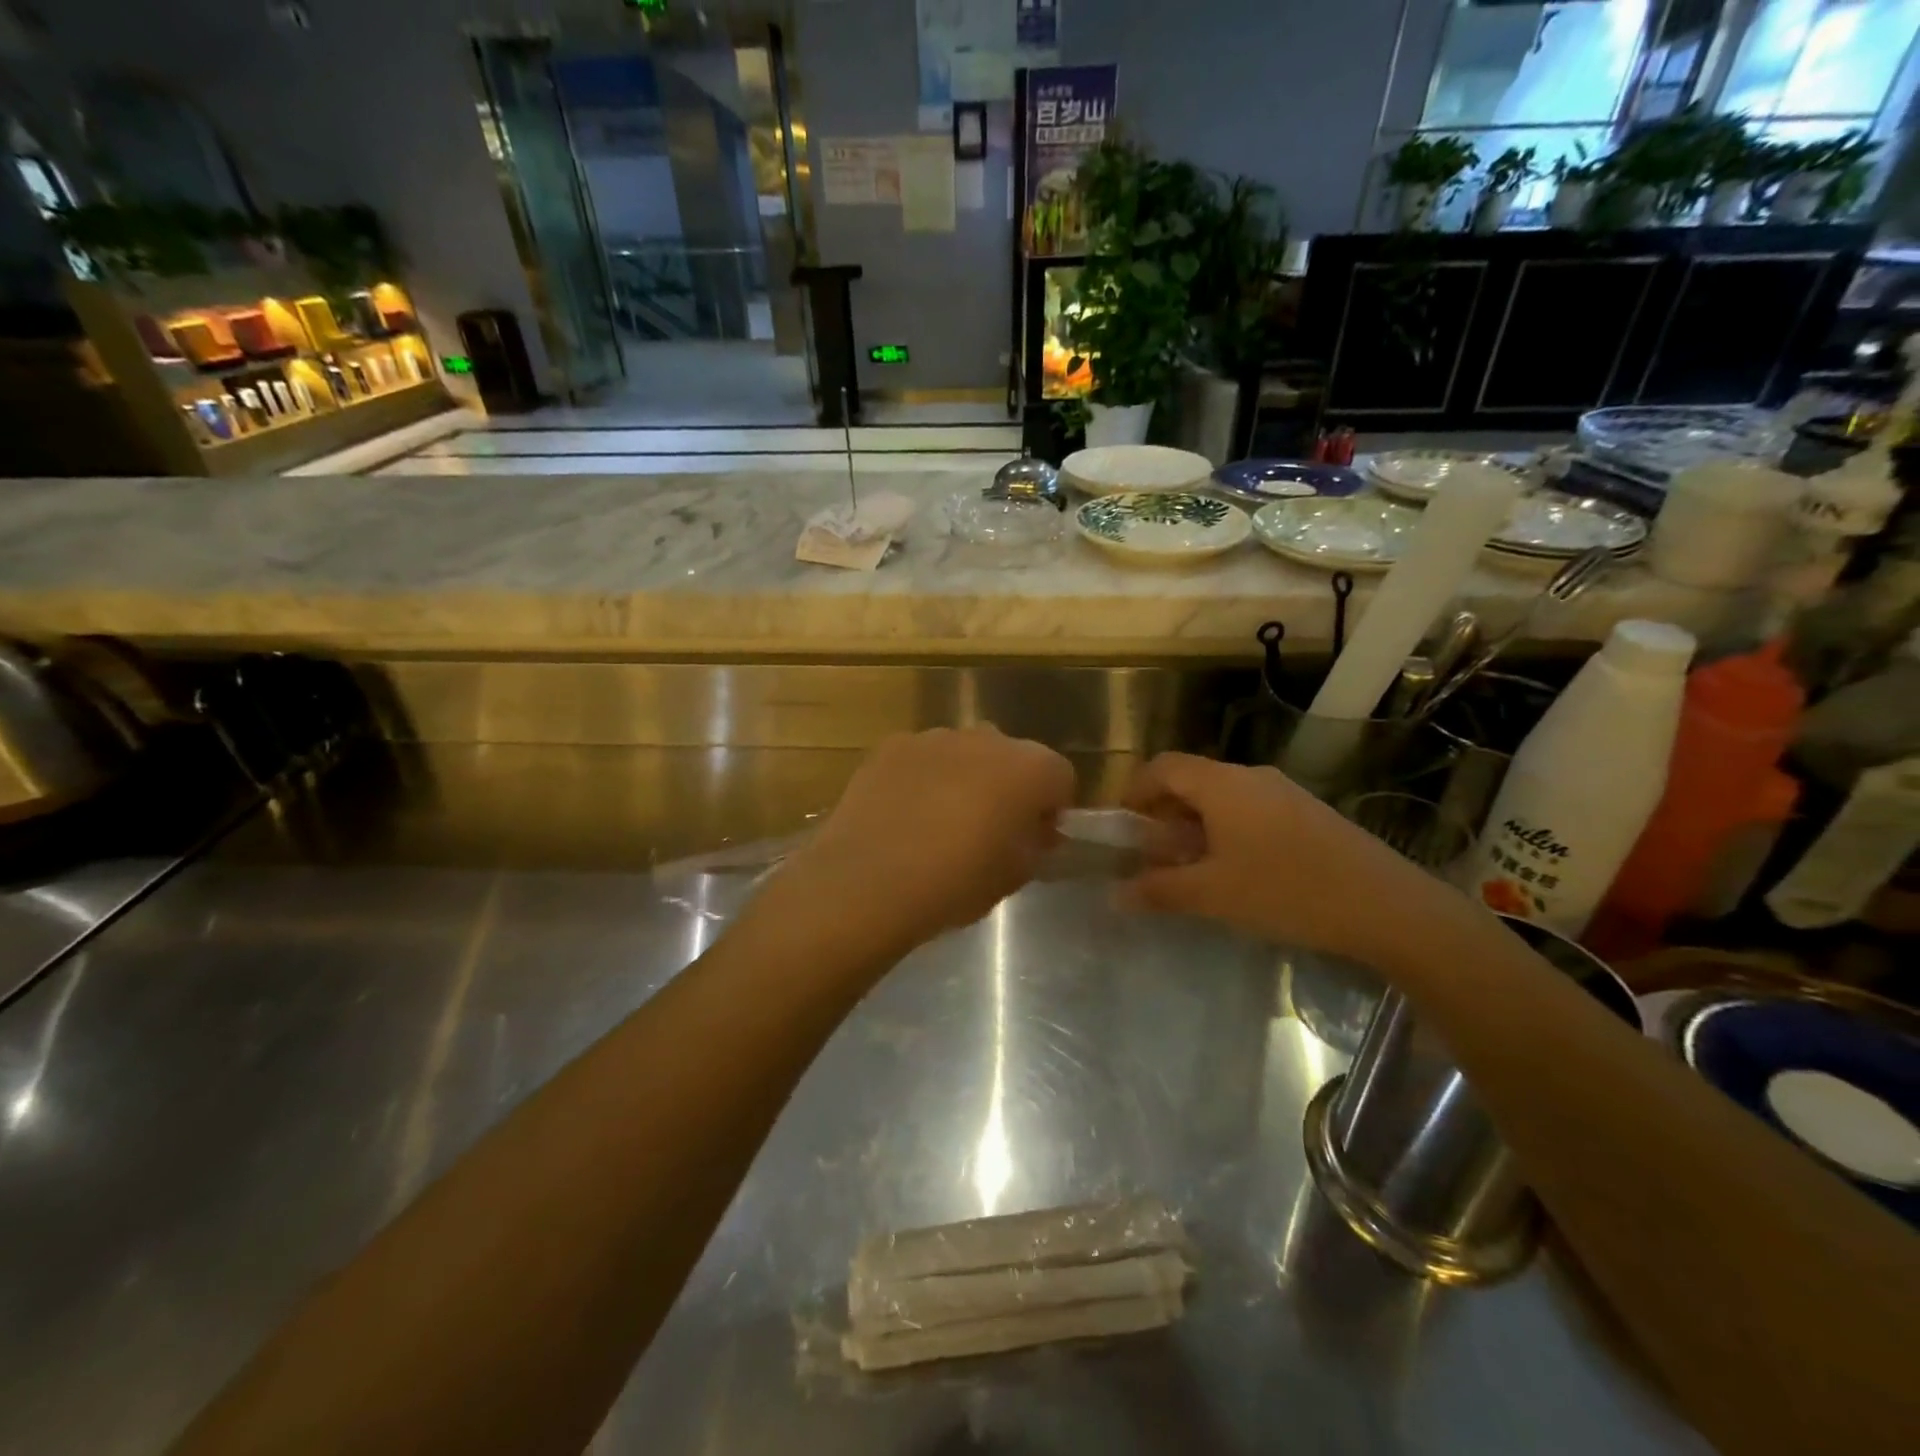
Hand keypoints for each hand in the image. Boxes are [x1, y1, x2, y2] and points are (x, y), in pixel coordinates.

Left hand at [763, 727, 1075, 963]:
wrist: (868, 880)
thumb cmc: (955, 883)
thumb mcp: (1012, 876)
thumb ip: (1035, 845)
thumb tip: (1036, 831)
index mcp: (1029, 769)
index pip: (1060, 777)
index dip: (1051, 807)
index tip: (1035, 837)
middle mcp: (987, 739)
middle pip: (1012, 757)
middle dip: (1008, 786)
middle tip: (989, 829)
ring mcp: (936, 737)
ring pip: (965, 753)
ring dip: (965, 778)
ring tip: (939, 822)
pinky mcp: (892, 745)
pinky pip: (922, 758)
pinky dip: (922, 777)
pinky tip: (904, 814)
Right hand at [1121, 752, 1442, 961]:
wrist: (1386, 906)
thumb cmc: (1286, 891)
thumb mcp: (1212, 895)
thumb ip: (1159, 890)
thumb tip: (1115, 893)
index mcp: (1222, 784)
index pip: (1162, 766)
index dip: (1135, 790)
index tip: (1122, 826)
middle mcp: (1251, 777)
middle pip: (1192, 780)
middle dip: (1163, 814)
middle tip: (1153, 855)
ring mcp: (1284, 793)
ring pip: (1223, 798)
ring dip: (1196, 825)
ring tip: (1192, 868)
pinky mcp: (1308, 814)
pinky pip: (1251, 811)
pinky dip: (1227, 831)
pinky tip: (1237, 872)